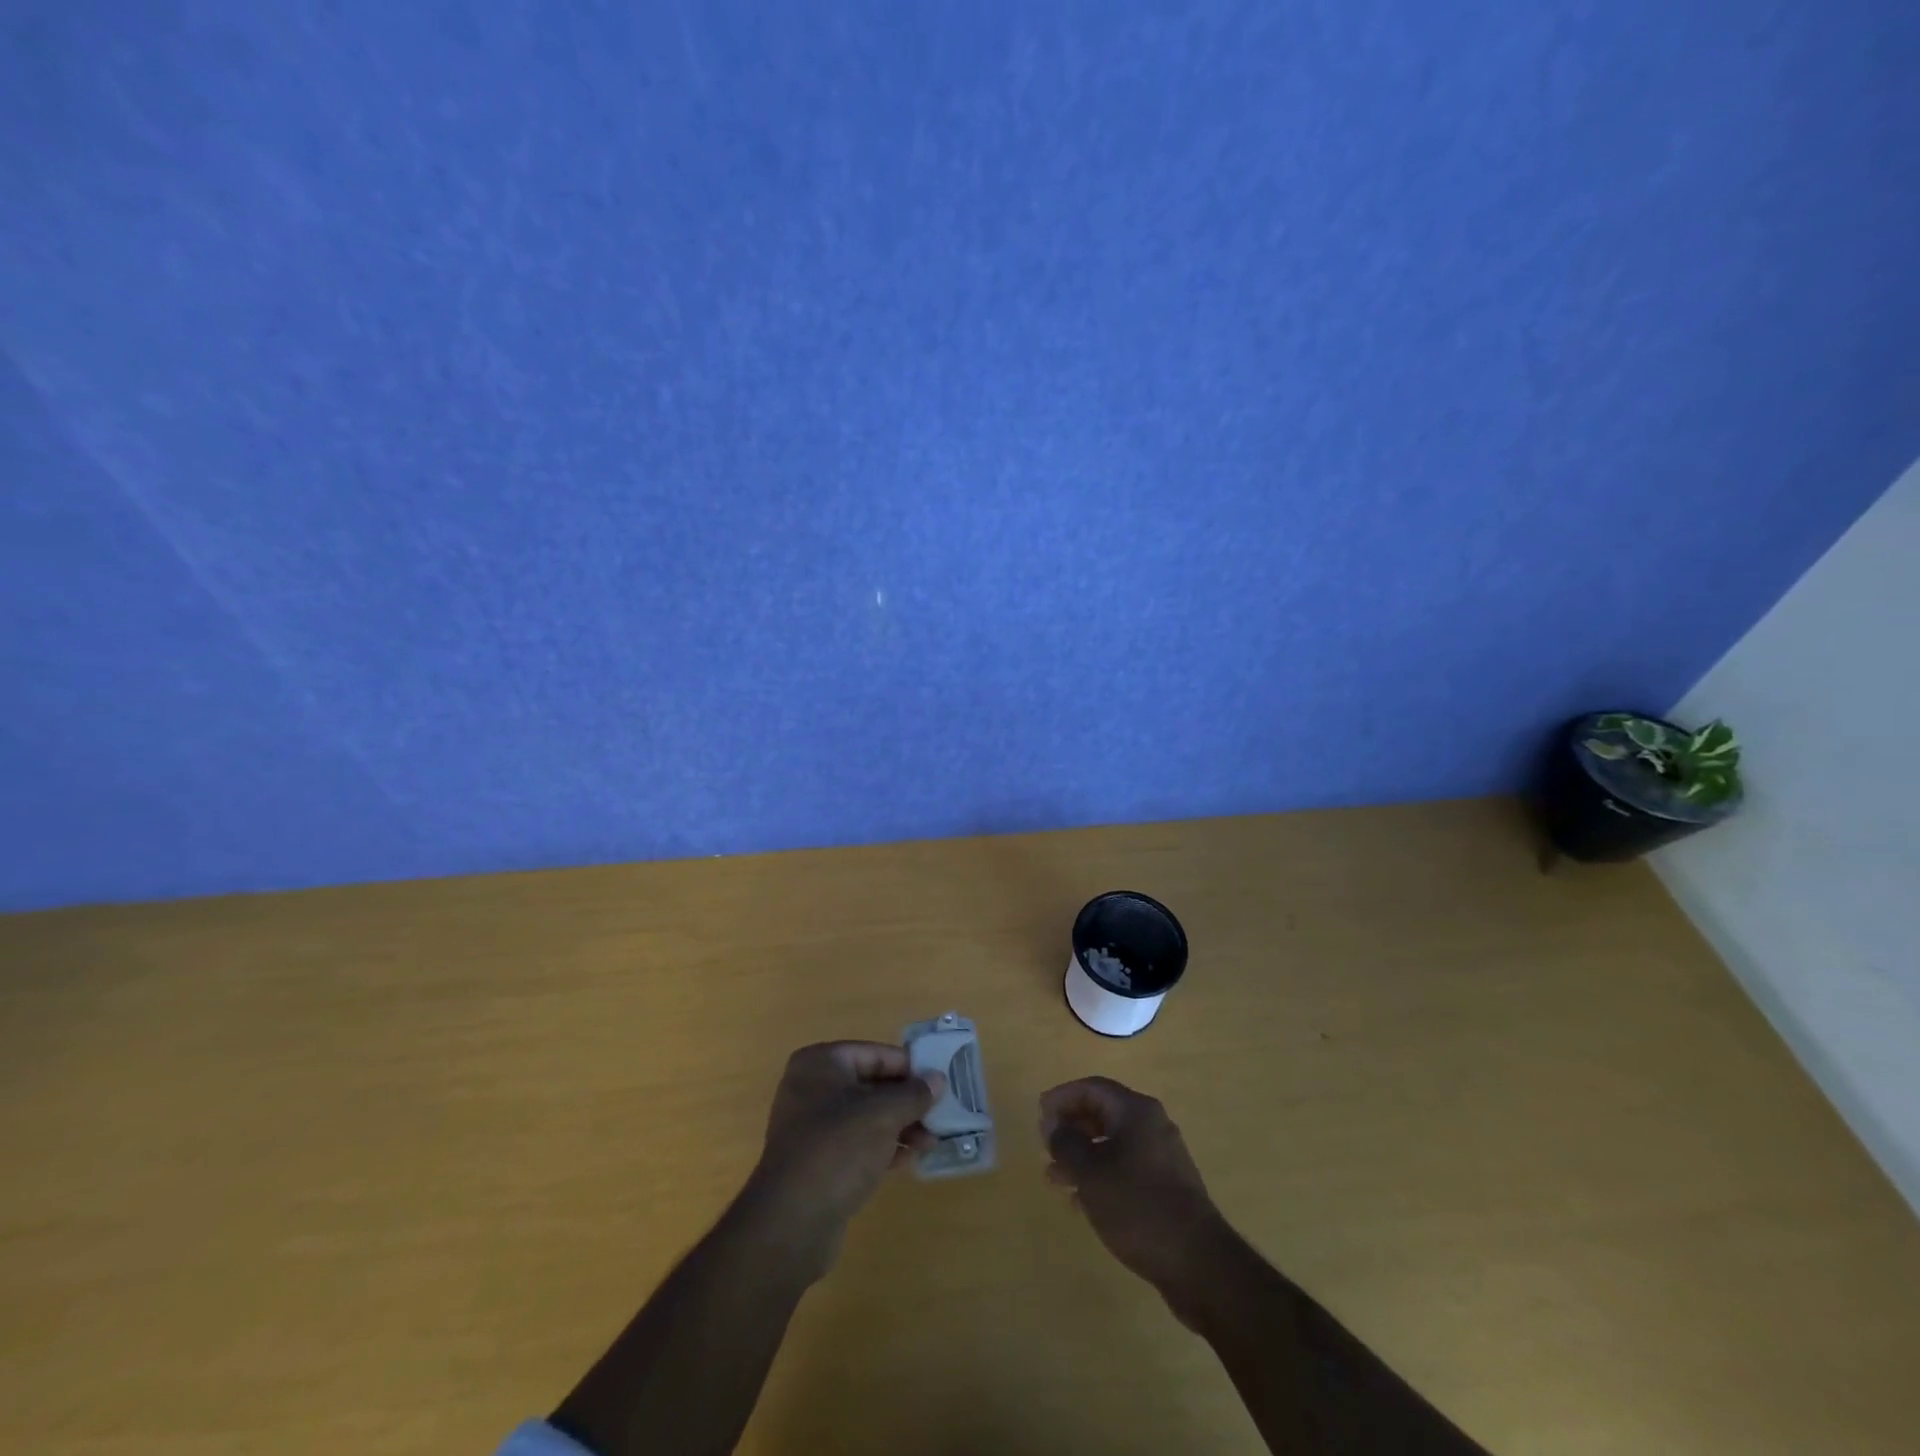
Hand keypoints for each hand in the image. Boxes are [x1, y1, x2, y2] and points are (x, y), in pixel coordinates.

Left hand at [745, 1042, 943, 1275]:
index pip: (875, 1054)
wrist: (792, 1223)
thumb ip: (914, 1094)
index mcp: (821, 1063)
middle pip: (871, 1085)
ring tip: (932, 1141)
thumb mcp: (883, 1114)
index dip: (909, 1067)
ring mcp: (812, 1126)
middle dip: (907, 1101)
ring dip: (900, 1126)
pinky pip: (857, 1143)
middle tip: (940, 1114)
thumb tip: (937, 1079)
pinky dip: (883, 1146)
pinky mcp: (818, 1161)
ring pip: (866, 1116)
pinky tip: (911, 1159)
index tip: (940, 1082)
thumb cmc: (838, 1149)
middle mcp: (812, 1088)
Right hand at [1040, 1076, 1229, 1311]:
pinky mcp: (1167, 1186)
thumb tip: (1054, 1125)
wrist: (1198, 1264)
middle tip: (1045, 1147)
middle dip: (1071, 1128)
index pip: (1092, 1088)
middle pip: (1103, 1113)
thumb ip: (1066, 1144)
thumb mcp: (1091, 1173)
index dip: (1062, 1098)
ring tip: (1054, 1178)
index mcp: (1136, 1111)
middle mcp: (1151, 1125)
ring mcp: (1162, 1156)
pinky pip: (1125, 1167)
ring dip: (1082, 1155)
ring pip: (1113, 1144)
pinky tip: (1081, 1201)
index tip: (1039, 1116)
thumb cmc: (1138, 1207)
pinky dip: (1101, 1175)